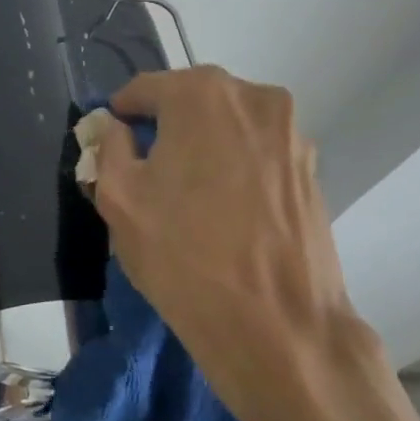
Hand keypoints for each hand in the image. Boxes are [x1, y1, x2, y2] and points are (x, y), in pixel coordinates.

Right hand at [89, 66, 372, 420]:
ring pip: (226, 128)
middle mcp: (253, 97)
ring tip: (188, 200)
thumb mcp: (119, 199)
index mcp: (202, 93)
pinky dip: (234, 169)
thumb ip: (108, 147)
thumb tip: (115, 128)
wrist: (280, 330)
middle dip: (163, 130)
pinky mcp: (311, 169)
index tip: (111, 150)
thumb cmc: (185, 258)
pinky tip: (224, 214)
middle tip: (146, 177)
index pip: (144, 89)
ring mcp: (291, 132)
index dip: (120, 118)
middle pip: (189, 103)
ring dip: (201, 148)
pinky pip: (256, 153)